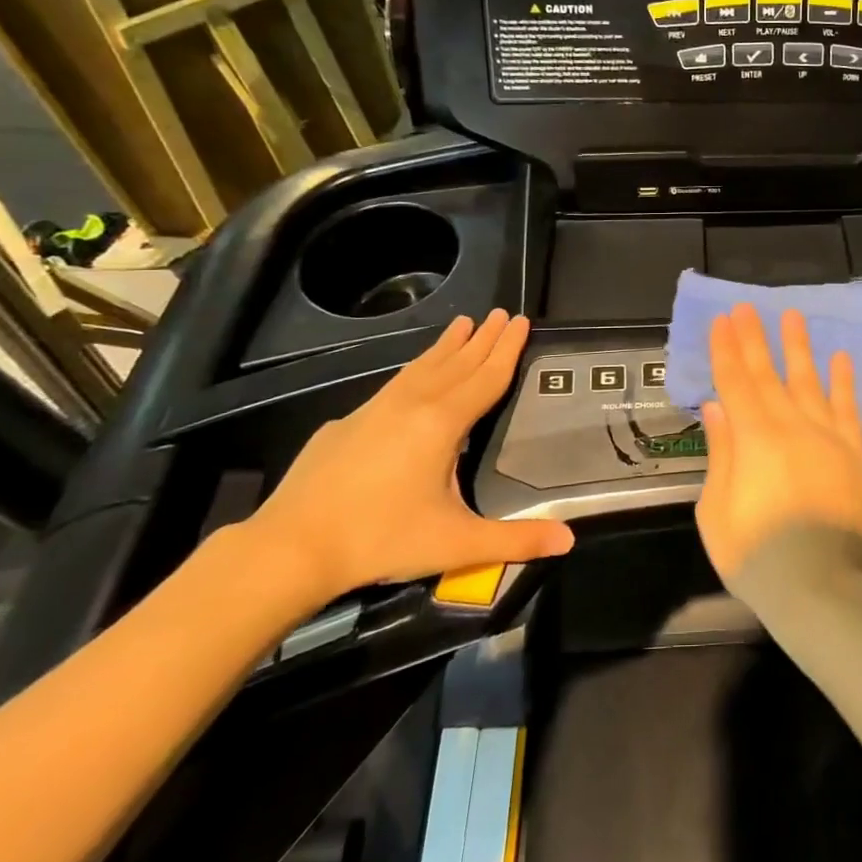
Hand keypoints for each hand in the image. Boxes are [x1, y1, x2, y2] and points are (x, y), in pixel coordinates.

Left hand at [247, 310, 572, 598]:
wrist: (291, 548)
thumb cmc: (382, 539)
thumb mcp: (457, 543)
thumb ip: (516, 539)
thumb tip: (570, 540)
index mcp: (442, 423)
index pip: (486, 376)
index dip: (507, 349)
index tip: (519, 320)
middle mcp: (411, 404)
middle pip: (457, 362)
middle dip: (482, 338)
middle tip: (500, 313)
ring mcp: (374, 409)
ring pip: (421, 366)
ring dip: (447, 345)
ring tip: (462, 323)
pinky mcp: (347, 423)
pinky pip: (394, 383)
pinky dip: (415, 367)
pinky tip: (413, 373)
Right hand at [696, 304, 861, 586]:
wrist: (818, 586)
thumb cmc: (755, 554)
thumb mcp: (716, 509)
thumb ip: (721, 452)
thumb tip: (718, 406)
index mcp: (754, 438)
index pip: (735, 382)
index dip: (727, 350)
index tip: (722, 320)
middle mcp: (791, 426)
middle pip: (769, 374)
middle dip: (755, 339)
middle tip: (748, 307)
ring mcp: (826, 437)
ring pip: (809, 382)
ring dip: (799, 348)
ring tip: (793, 316)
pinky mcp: (852, 454)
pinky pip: (848, 410)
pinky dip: (844, 383)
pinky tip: (840, 358)